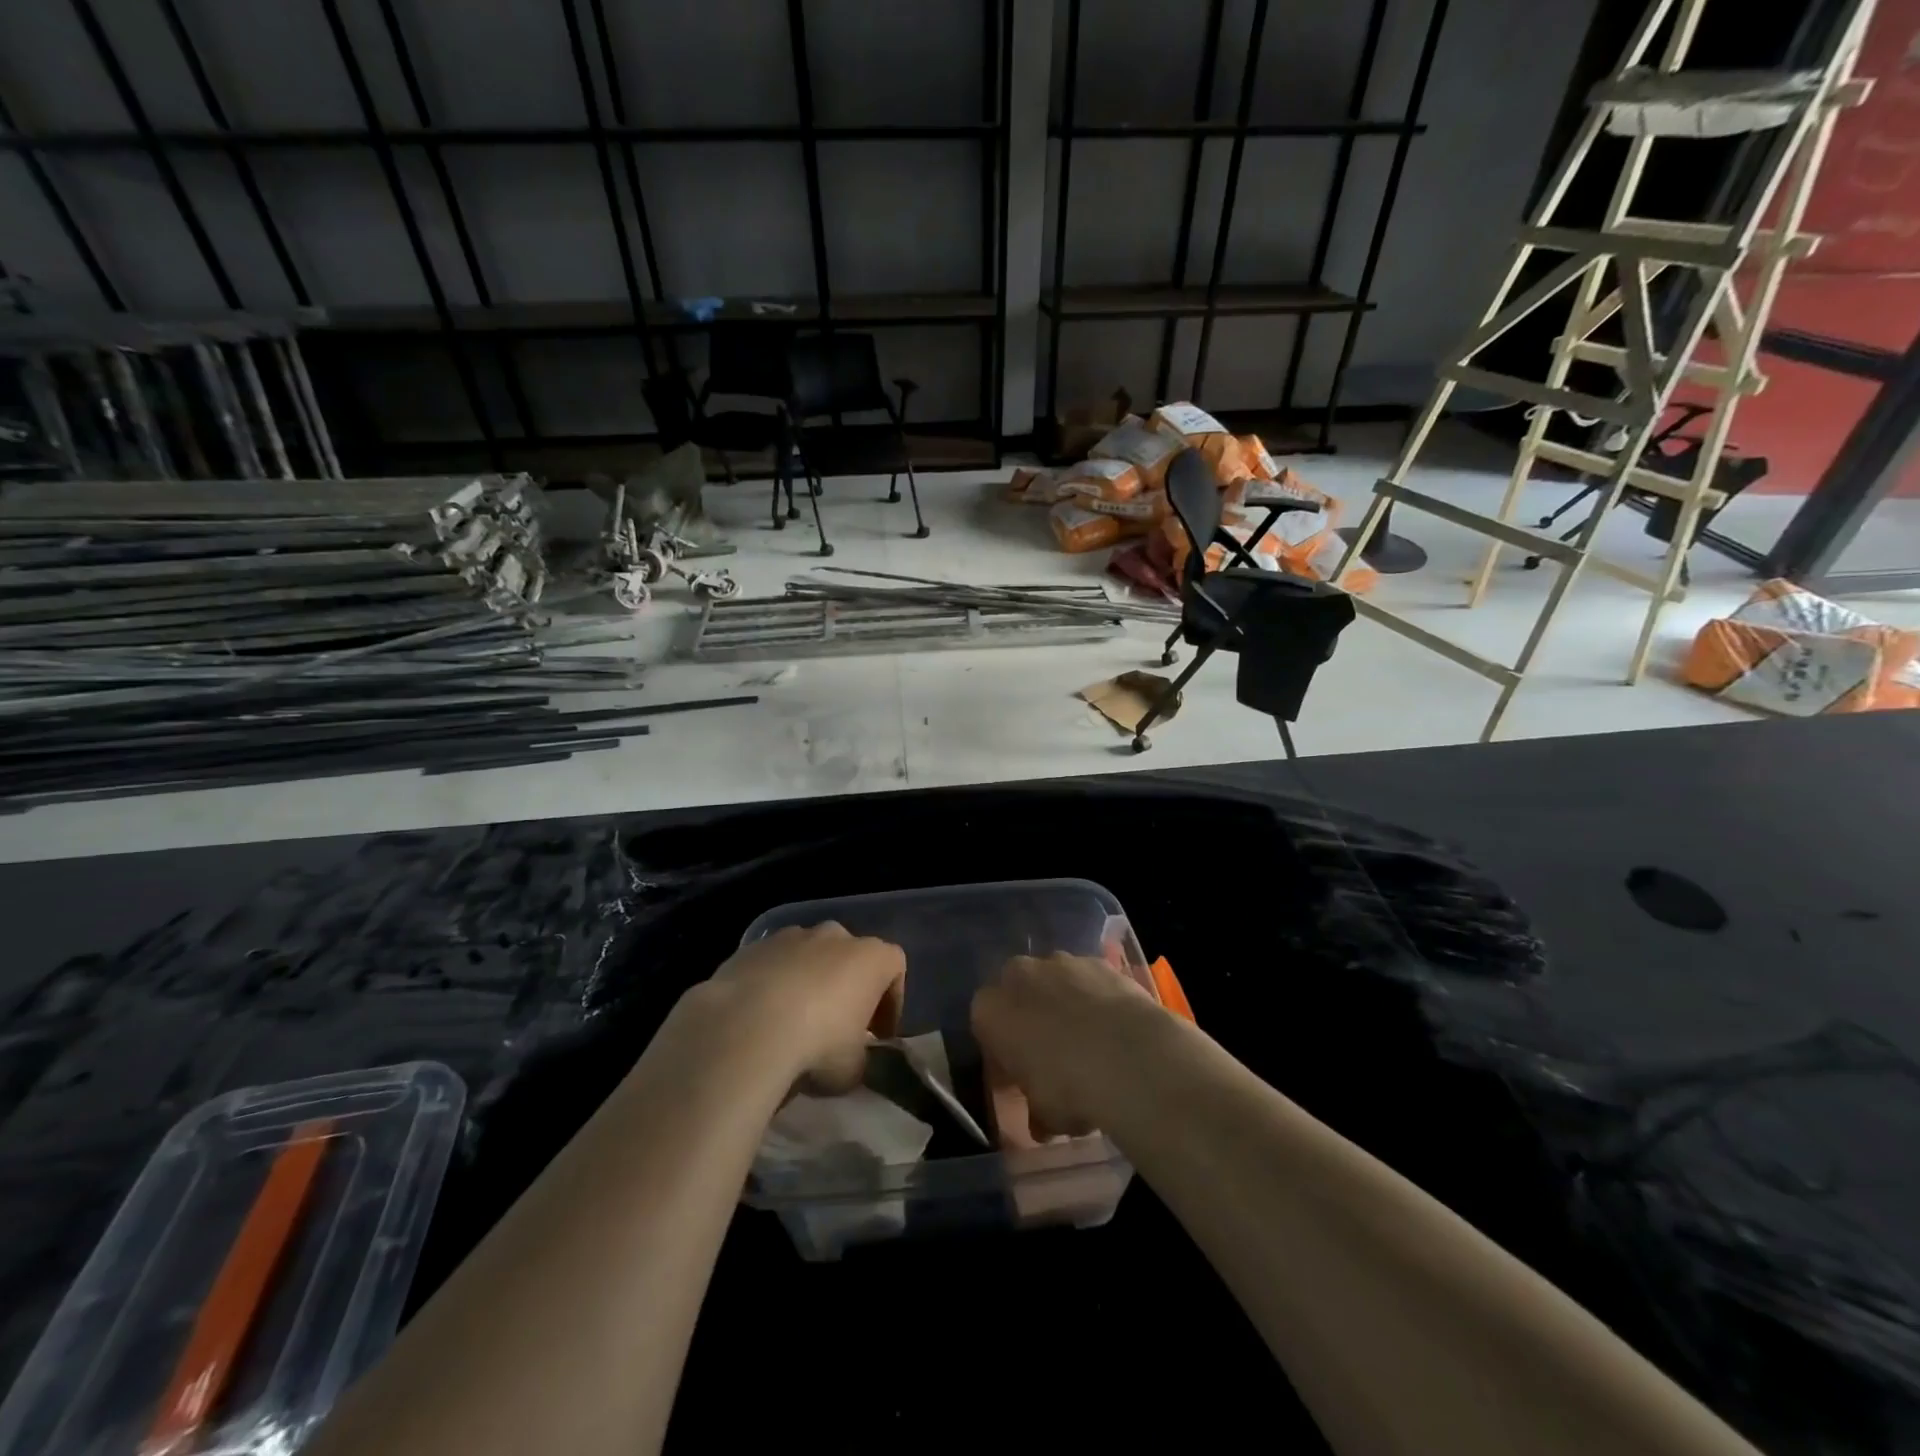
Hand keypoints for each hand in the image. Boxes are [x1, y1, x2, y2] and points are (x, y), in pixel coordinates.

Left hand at [699, 923, 904, 1092]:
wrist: (746, 1028)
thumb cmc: (817, 1045)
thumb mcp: (853, 1069)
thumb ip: (860, 1057)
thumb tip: (850, 1058)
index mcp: (871, 957)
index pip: (895, 968)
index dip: (891, 1002)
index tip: (878, 1035)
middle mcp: (835, 936)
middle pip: (850, 956)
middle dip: (846, 987)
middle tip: (837, 1027)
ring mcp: (791, 936)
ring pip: (809, 956)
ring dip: (808, 982)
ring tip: (793, 1023)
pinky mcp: (753, 947)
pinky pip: (773, 964)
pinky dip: (773, 985)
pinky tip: (760, 1018)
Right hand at [971, 952, 1156, 1138]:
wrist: (1129, 1057)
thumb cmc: (1069, 1088)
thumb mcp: (1044, 1116)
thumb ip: (1036, 1112)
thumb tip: (1041, 1122)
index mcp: (990, 1011)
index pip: (985, 1026)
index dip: (1003, 1051)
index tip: (1020, 1074)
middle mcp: (1018, 975)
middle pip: (1017, 992)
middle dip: (1030, 1015)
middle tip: (1051, 1051)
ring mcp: (1060, 962)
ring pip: (1053, 980)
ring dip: (1063, 1001)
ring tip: (1089, 1038)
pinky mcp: (1097, 961)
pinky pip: (1088, 979)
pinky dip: (1095, 996)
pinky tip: (1113, 1026)